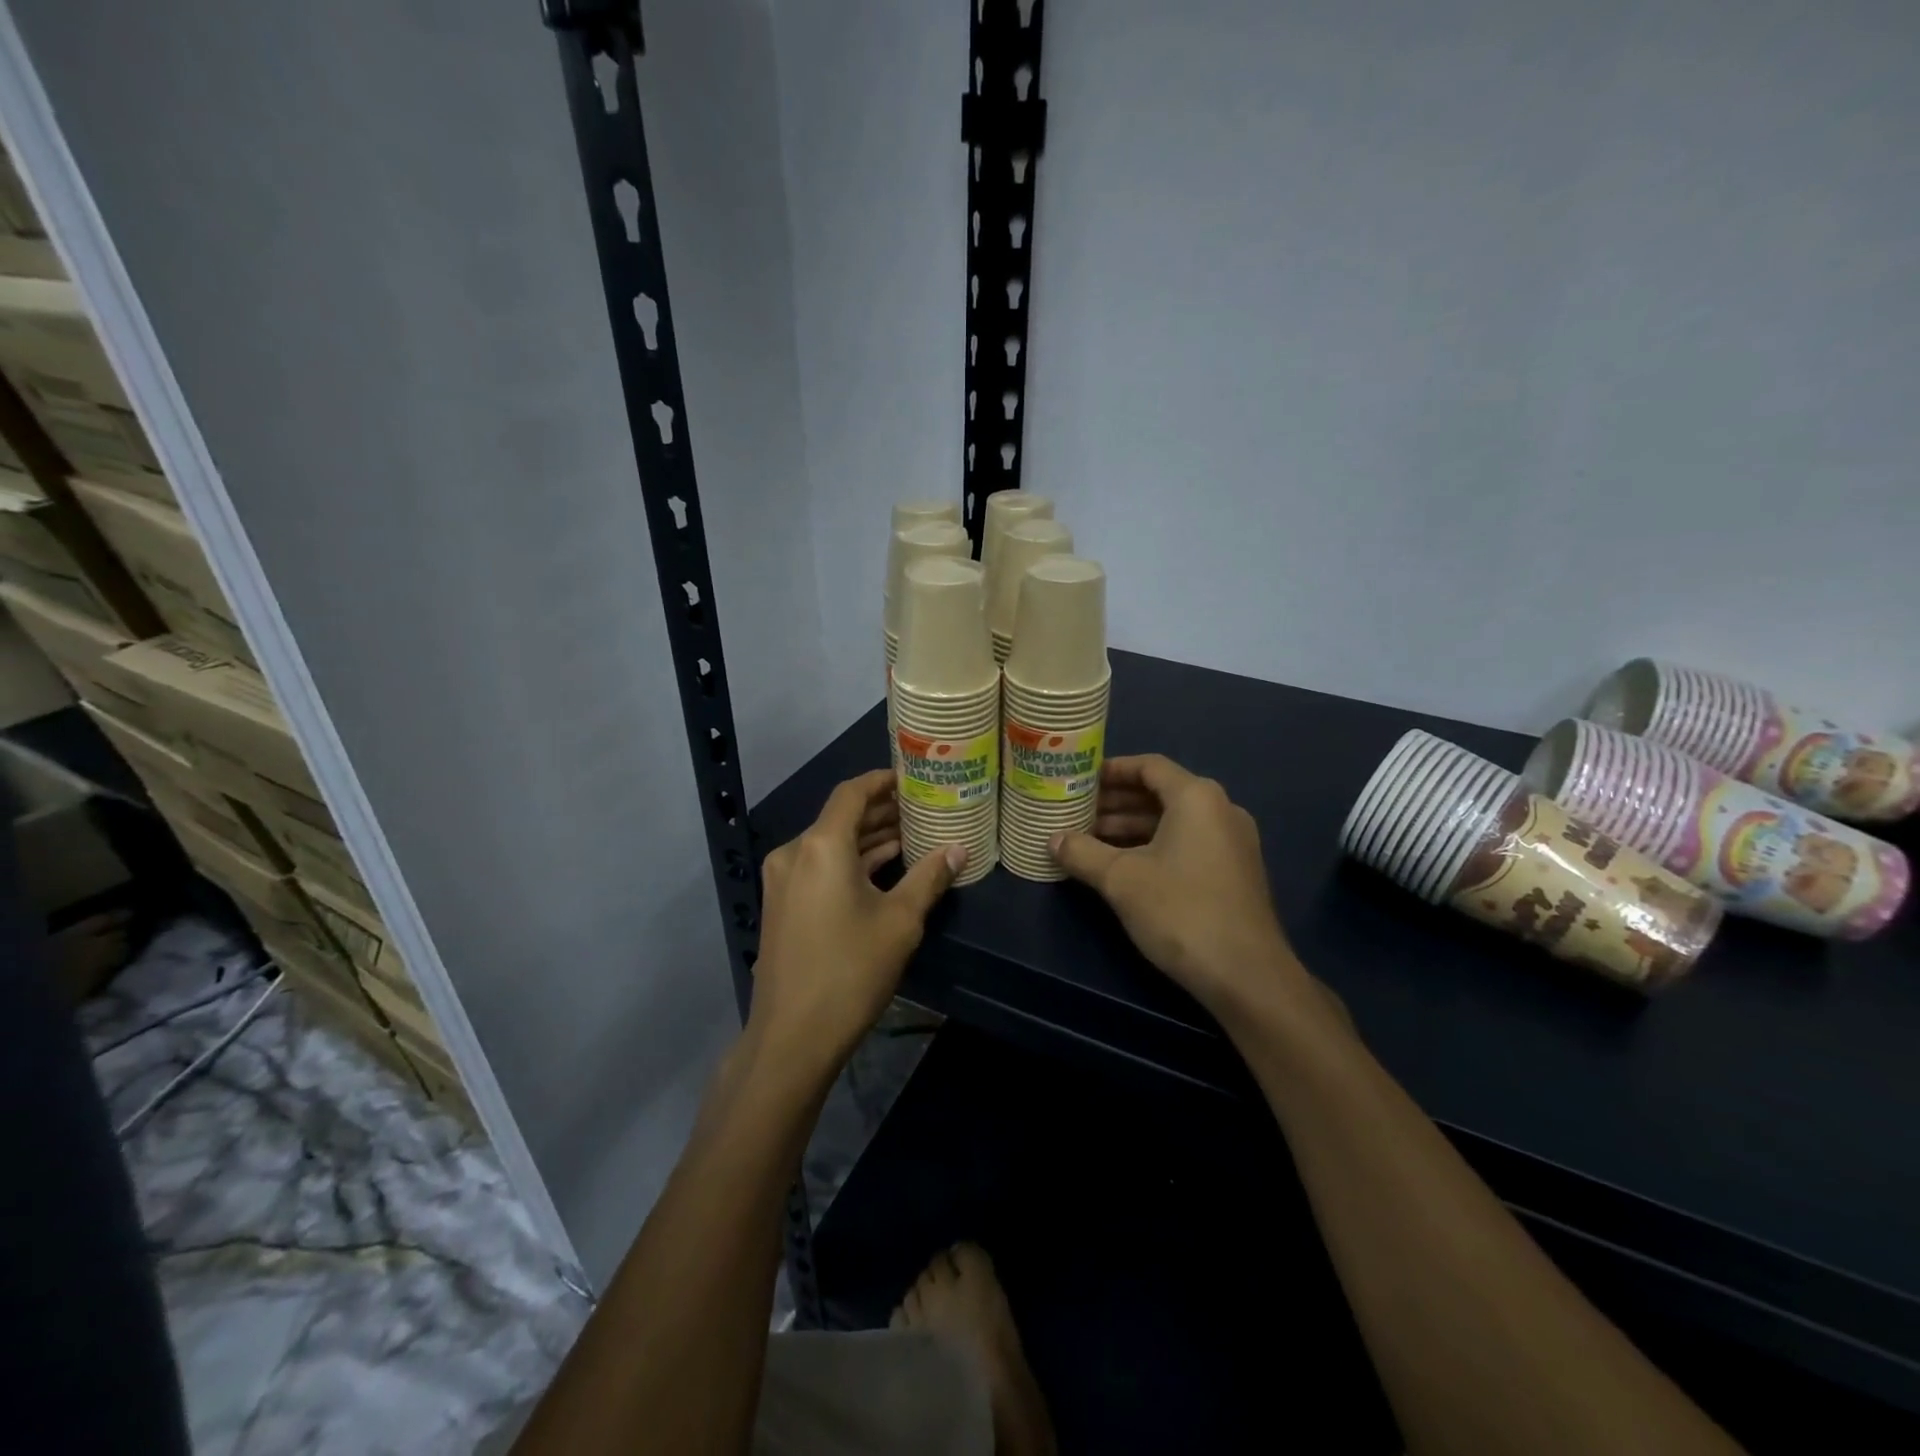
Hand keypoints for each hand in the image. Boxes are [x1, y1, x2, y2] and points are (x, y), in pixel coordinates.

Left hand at [749, 769, 963, 1077]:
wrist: (792, 1036)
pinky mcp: (783, 905)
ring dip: (868, 840)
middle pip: (841, 818)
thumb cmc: (850, 970)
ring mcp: (784, 881)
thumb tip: (960, 850)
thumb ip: (929, 878)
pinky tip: (884, 870)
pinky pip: (820, 868)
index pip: (852, 792)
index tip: (912, 778)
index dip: (882, 781)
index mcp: (821, 845)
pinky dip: (851, 863)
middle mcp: (795, 853)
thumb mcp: (900, 921)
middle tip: (923, 808)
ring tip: (912, 836)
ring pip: (831, 845)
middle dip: (881, 812)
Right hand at [1051, 755, 1310, 1022]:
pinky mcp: (1234, 873)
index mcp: (1197, 797)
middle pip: (1160, 793)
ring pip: (1173, 822)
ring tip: (1089, 841)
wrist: (1246, 975)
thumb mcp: (1121, 879)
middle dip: (1116, 803)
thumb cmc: (1181, 911)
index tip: (1079, 780)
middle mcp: (1220, 810)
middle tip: (1076, 813)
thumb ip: (1082, 852)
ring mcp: (1232, 843)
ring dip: (1131, 828)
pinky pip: (1187, 844)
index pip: (1149, 766)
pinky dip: (1153, 847)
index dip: (1111, 770)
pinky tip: (1121, 867)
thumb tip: (1052, 840)